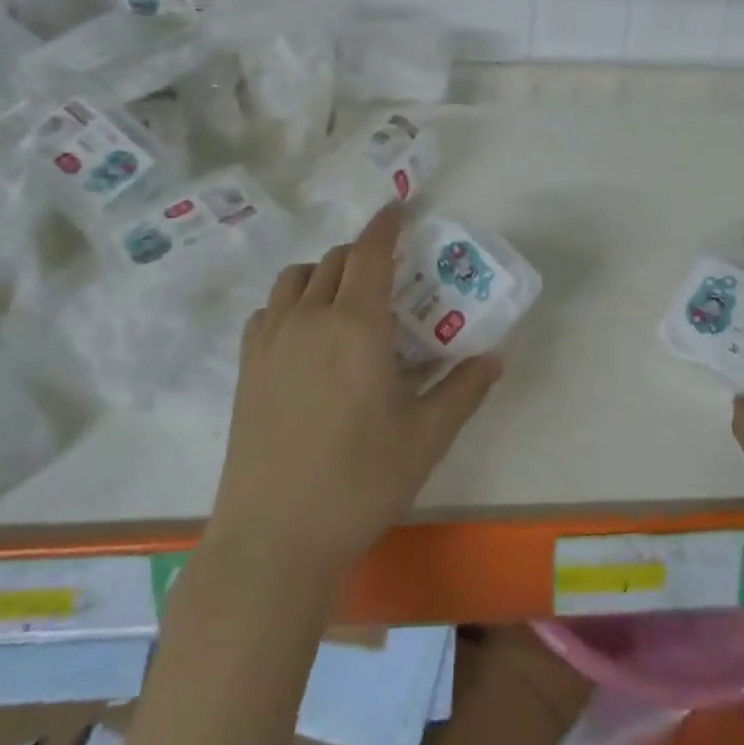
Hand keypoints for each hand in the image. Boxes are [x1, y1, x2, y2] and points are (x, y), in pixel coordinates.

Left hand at [209, 206, 501, 573]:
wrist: (275, 537)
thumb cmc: (360, 482)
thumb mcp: (426, 437)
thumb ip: (464, 389)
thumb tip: (496, 357)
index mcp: (356, 325)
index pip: (370, 251)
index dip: (386, 223)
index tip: (400, 207)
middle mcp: (310, 317)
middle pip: (335, 259)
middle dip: (363, 253)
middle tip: (388, 274)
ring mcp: (272, 340)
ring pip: (297, 277)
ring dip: (324, 272)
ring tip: (345, 298)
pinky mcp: (247, 366)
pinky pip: (269, 310)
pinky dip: (291, 302)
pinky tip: (305, 334)